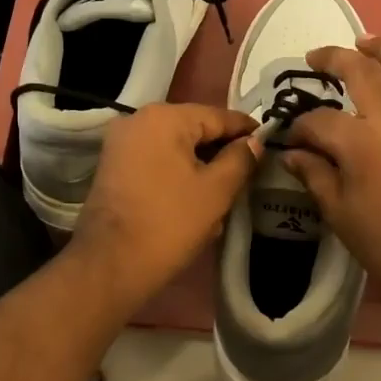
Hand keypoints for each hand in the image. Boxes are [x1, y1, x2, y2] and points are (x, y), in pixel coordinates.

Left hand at [70, 103, 260, 308]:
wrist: (111, 264)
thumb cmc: (169, 223)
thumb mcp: (216, 191)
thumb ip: (240, 159)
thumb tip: (254, 142)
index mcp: (165, 118)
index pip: (218, 116)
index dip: (246, 130)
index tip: (269, 142)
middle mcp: (138, 120)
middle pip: (194, 129)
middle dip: (221, 150)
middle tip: (250, 170)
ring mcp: (121, 143)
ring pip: (175, 147)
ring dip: (200, 165)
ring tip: (226, 189)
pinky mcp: (113, 167)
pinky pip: (155, 161)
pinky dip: (177, 173)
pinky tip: (196, 197)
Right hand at [280, 37, 380, 321]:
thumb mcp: (339, 214)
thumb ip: (316, 176)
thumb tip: (294, 154)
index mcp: (361, 144)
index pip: (321, 120)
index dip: (301, 126)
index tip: (294, 139)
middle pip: (364, 73)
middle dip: (335, 58)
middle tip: (317, 57)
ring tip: (368, 42)